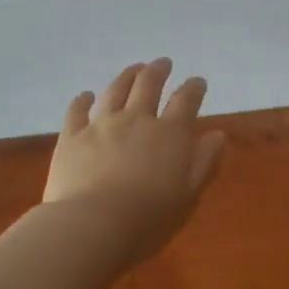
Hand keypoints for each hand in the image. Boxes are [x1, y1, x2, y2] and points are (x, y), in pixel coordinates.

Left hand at [43, 58, 225, 268]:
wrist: (92, 225)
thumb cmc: (148, 218)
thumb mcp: (188, 195)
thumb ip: (204, 162)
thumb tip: (217, 135)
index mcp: (168, 134)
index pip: (185, 101)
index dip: (193, 88)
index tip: (197, 81)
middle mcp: (135, 120)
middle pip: (148, 85)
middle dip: (158, 71)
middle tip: (163, 63)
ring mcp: (101, 125)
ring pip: (115, 91)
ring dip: (126, 76)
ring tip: (134, 68)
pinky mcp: (72, 137)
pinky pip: (77, 111)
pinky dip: (83, 100)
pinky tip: (86, 96)